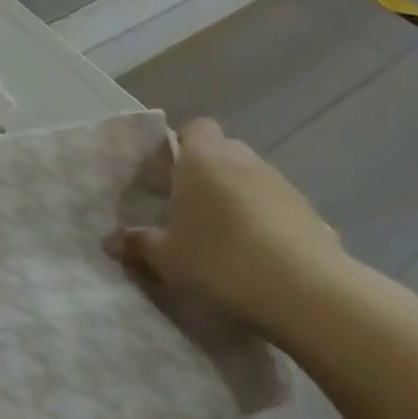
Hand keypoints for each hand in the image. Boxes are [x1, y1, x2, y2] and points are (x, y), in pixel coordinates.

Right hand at [105, 119, 352, 338]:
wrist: (306, 290)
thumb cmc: (222, 260)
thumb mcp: (169, 258)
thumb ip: (139, 244)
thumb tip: (110, 241)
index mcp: (202, 157)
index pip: (193, 128)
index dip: (181, 146)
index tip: (168, 177)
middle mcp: (241, 157)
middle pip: (220, 151)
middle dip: (206, 173)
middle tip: (190, 209)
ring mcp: (278, 180)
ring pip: (248, 177)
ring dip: (236, 196)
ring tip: (225, 236)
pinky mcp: (306, 208)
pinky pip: (274, 203)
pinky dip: (264, 218)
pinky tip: (259, 253)